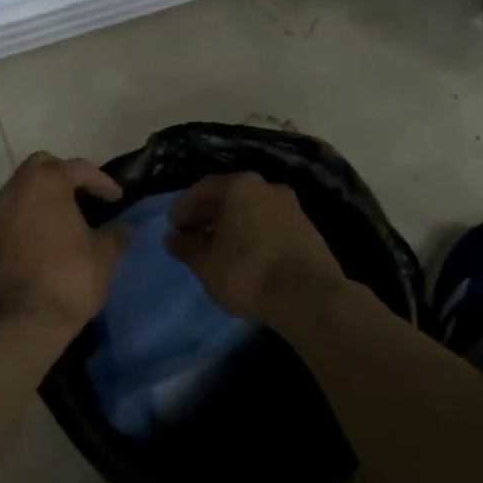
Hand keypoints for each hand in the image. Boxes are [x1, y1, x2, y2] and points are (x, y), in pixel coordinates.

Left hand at [0, 152, 128, 343]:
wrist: (17, 326)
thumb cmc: (68, 281)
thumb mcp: (104, 258)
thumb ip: (116, 236)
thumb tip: (125, 228)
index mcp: (45, 185)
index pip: (77, 167)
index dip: (101, 181)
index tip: (115, 199)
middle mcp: (12, 192)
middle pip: (39, 167)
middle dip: (61, 176)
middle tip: (81, 199)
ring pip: (15, 196)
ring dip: (37, 203)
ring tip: (57, 227)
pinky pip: (1, 228)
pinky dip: (18, 231)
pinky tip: (32, 253)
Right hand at [165, 173, 345, 325]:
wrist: (310, 297)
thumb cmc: (247, 272)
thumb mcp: (204, 263)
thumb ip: (185, 247)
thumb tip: (172, 238)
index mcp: (239, 185)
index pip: (202, 189)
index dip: (184, 208)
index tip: (174, 229)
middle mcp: (266, 187)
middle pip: (229, 197)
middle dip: (209, 216)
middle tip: (194, 238)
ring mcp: (291, 207)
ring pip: (252, 211)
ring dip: (233, 226)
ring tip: (220, 251)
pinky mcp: (308, 230)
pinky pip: (270, 225)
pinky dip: (254, 235)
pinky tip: (248, 258)